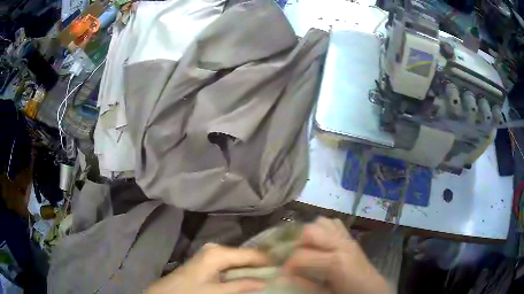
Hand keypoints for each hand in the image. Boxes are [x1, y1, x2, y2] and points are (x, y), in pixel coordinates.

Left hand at [146, 244, 270, 293]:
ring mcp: (212, 253)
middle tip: (279, 273)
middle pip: (246, 255)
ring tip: (269, 275)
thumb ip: (242, 285)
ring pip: (240, 259)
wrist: (167, 293)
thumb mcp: (217, 292)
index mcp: (218, 253)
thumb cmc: (191, 292)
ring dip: (253, 268)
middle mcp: (216, 249)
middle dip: (261, 264)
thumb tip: (266, 281)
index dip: (268, 261)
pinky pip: (232, 262)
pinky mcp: (210, 260)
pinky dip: (242, 270)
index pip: (250, 254)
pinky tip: (250, 276)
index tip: (284, 267)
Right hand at [283, 217, 392, 293]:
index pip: (301, 255)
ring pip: (321, 222)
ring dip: (309, 234)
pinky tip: (320, 243)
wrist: (372, 289)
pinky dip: (322, 229)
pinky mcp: (350, 237)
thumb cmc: (348, 293)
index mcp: (335, 263)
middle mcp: (341, 245)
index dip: (288, 264)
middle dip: (296, 243)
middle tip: (293, 258)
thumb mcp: (324, 293)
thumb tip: (283, 276)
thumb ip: (304, 284)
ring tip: (306, 249)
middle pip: (310, 231)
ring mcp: (347, 238)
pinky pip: (332, 223)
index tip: (284, 272)